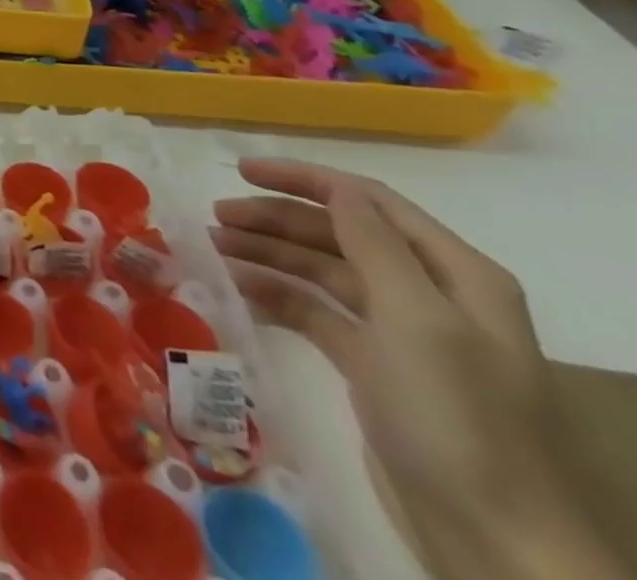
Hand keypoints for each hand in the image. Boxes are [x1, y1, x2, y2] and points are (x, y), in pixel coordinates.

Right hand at [213, 159, 624, 579]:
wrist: (497, 540)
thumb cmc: (458, 415)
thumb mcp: (417, 319)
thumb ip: (373, 244)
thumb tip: (335, 188)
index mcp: (456, 275)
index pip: (368, 202)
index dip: (303, 179)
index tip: (239, 170)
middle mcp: (430, 295)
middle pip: (339, 234)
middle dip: (275, 219)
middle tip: (216, 216)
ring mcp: (402, 334)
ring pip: (322, 271)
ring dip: (268, 253)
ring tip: (214, 248)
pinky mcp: (375, 368)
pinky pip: (316, 313)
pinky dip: (277, 296)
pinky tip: (238, 291)